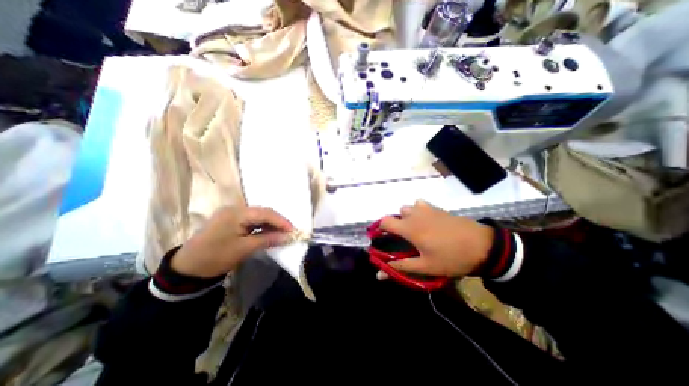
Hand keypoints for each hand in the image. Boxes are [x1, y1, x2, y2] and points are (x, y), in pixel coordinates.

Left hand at [170, 209, 294, 277]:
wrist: (187, 268)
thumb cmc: (216, 257)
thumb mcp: (244, 249)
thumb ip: (268, 239)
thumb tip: (288, 237)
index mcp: (236, 213)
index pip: (265, 213)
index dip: (281, 221)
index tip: (293, 231)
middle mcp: (234, 208)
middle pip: (262, 212)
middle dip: (277, 222)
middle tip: (289, 232)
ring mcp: (231, 213)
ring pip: (258, 216)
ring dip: (270, 224)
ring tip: (281, 233)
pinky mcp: (230, 219)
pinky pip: (251, 220)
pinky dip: (261, 226)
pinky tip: (267, 232)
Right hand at [376, 201, 494, 278]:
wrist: (483, 246)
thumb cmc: (451, 258)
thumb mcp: (426, 267)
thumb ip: (401, 267)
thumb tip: (379, 275)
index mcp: (410, 228)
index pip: (386, 221)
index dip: (380, 228)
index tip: (382, 238)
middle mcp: (415, 215)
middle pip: (397, 213)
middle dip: (397, 224)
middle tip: (405, 238)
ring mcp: (427, 209)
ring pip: (409, 207)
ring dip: (408, 216)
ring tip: (416, 229)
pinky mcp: (438, 208)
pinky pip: (421, 204)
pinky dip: (419, 210)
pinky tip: (427, 221)